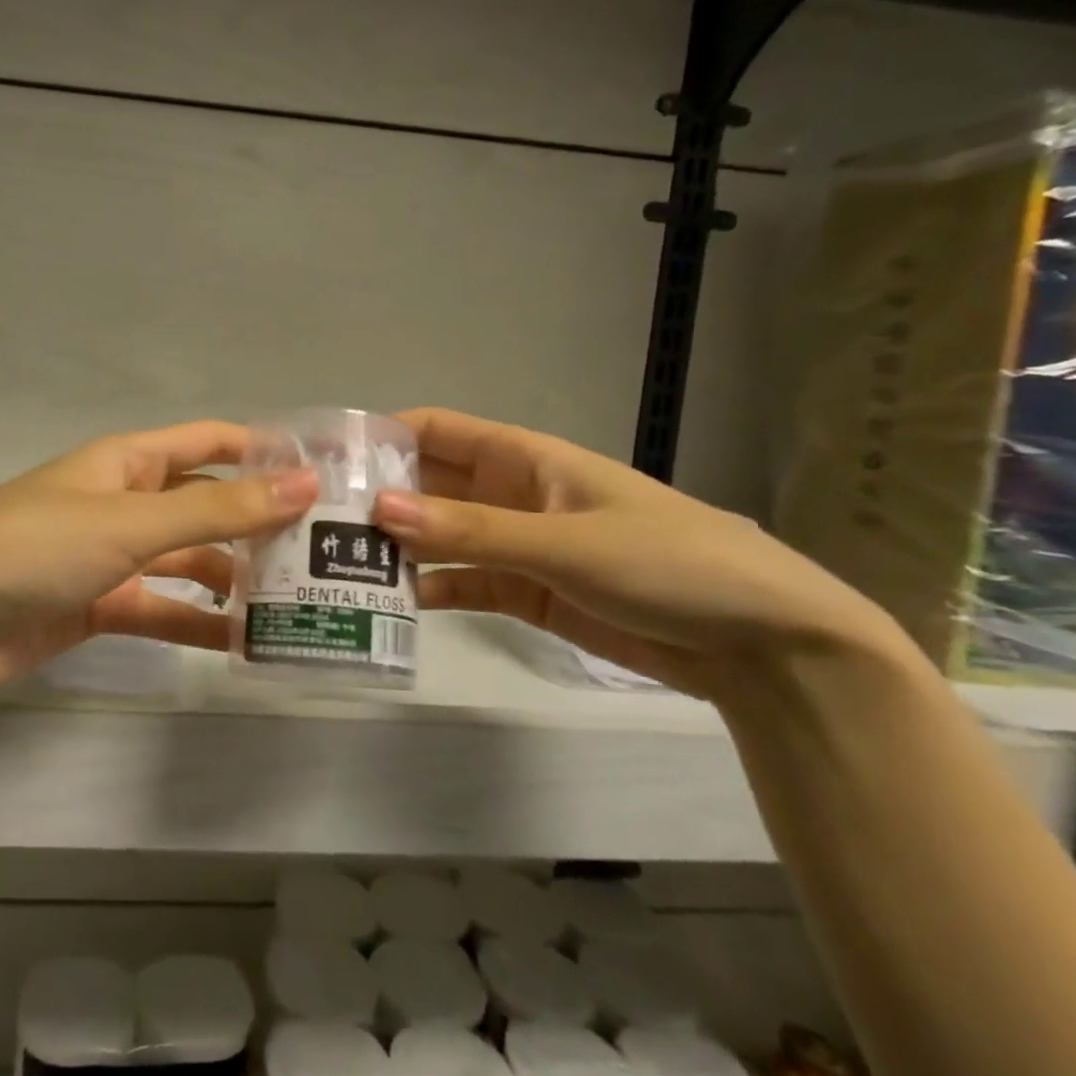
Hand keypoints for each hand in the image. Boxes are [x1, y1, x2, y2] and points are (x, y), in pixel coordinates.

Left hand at [0, 421, 317, 702]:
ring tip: (295, 599)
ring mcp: (111, 556)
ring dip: (232, 576)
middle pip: (205, 504)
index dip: (262, 450)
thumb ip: (218, 511)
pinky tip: (243, 642)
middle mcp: (124, 501)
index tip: (324, 472)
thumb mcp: (131, 522)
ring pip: (187, 559)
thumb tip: (305, 483)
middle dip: (257, 521)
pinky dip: (197, 622)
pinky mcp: (100, 606)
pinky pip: (162, 608)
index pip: (208, 442)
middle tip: (325, 547)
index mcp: (127, 462)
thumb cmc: (35, 548)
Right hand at [372, 408, 916, 701]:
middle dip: (381, 497)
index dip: (385, 436)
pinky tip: (391, 603)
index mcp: (527, 459)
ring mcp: (519, 545)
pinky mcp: (528, 593)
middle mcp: (513, 494)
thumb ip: (470, 531)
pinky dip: (430, 591)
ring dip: (398, 548)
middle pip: (431, 484)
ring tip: (337, 566)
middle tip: (316, 521)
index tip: (329, 460)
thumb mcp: (565, 542)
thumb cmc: (668, 564)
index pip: (440, 430)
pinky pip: (464, 584)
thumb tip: (379, 510)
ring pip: (441, 537)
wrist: (760, 644)